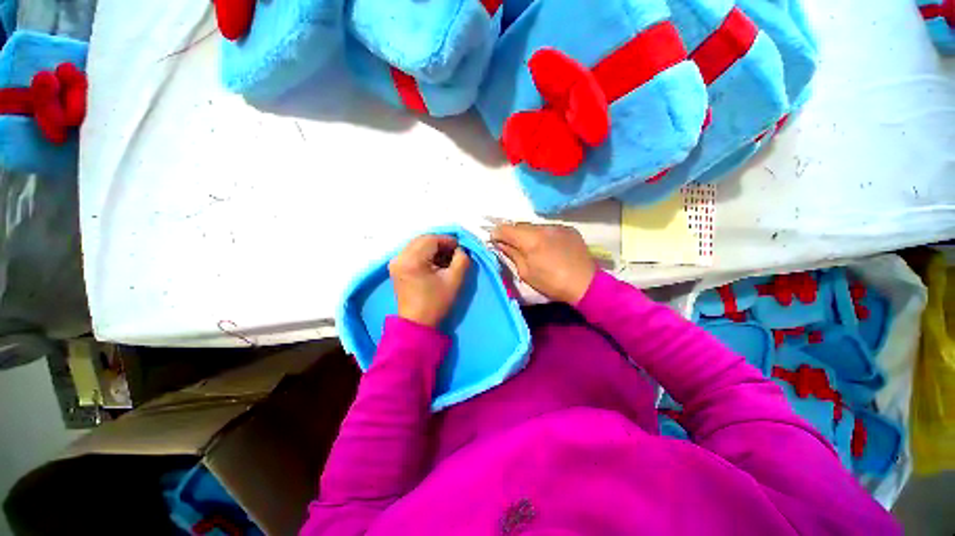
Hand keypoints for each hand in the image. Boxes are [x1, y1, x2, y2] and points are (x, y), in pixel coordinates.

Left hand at [389, 234, 470, 327]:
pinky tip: (435, 264)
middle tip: (454, 254)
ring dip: (433, 249)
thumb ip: (462, 260)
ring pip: (418, 245)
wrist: (417, 324)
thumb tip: (460, 250)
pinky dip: (425, 254)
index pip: (432, 239)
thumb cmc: (436, 303)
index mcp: (412, 259)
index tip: (460, 249)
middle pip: (423, 240)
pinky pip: (412, 252)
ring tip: (446, 260)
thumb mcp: (455, 280)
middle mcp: (400, 257)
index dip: (448, 241)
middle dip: (441, 244)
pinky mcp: (396, 267)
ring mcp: (396, 262)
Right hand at [491, 223, 595, 304]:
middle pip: (519, 225)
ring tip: (532, 247)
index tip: (495, 242)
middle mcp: (543, 227)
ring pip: (534, 226)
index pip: (505, 228)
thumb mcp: (525, 272)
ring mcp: (557, 226)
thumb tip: (500, 243)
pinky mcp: (568, 229)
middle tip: (511, 246)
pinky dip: (543, 235)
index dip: (497, 234)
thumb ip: (511, 254)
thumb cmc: (551, 283)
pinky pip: (549, 228)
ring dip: (528, 234)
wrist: (585, 284)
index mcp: (530, 239)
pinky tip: (548, 246)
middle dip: (512, 234)